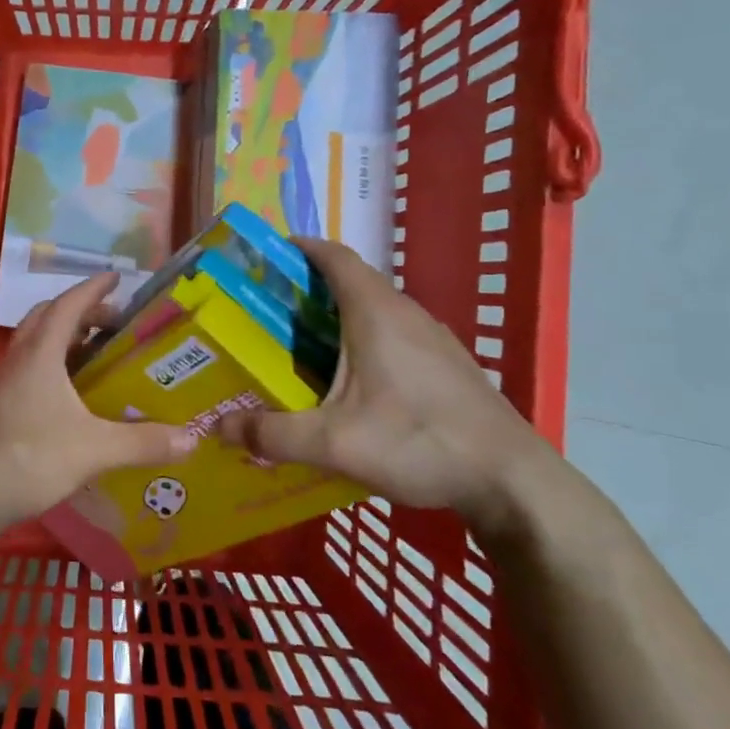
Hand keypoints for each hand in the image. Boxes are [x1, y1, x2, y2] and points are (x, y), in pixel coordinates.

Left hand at [0, 272, 194, 535]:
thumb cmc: (29, 458)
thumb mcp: (94, 449)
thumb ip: (143, 442)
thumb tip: (192, 439)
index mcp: (40, 354)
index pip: (68, 305)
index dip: (93, 288)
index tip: (117, 276)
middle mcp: (17, 360)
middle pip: (47, 319)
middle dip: (80, 313)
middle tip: (112, 323)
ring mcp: (0, 385)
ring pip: (33, 346)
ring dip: (63, 341)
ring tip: (95, 358)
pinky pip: (26, 373)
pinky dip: (51, 370)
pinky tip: (69, 400)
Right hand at [216, 238, 553, 527]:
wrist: (510, 480)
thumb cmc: (420, 442)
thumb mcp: (334, 443)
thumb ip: (273, 435)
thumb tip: (219, 427)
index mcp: (376, 313)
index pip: (334, 257)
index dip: (299, 248)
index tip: (264, 257)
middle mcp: (405, 314)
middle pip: (350, 282)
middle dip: (306, 289)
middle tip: (265, 313)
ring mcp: (432, 339)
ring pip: (373, 311)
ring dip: (335, 317)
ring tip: (297, 347)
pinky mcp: (446, 365)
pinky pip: (392, 335)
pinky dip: (361, 341)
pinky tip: (348, 383)